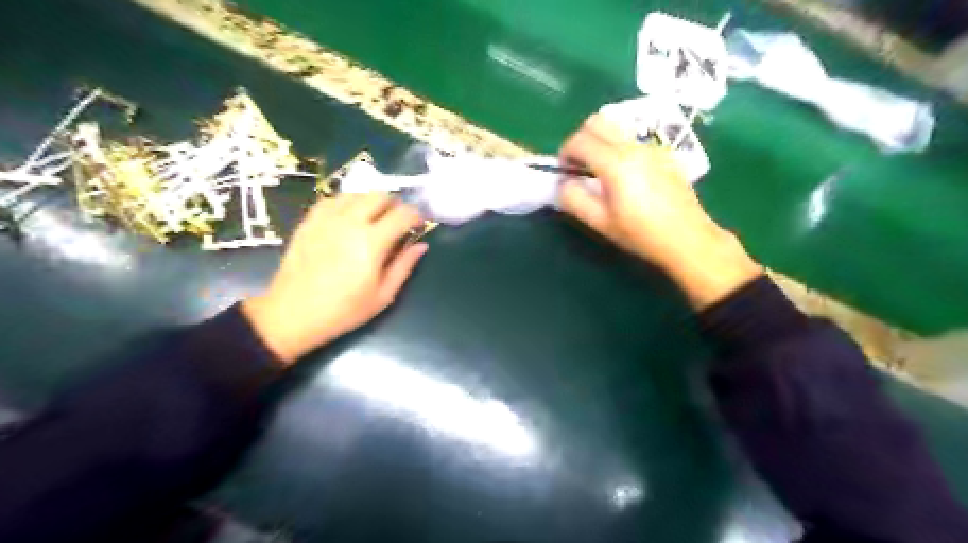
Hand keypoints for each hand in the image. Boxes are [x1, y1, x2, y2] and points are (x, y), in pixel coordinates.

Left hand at [242, 193, 427, 361]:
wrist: (293, 314)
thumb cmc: (343, 310)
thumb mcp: (383, 295)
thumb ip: (404, 266)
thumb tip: (421, 245)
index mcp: (372, 242)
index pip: (402, 214)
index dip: (416, 215)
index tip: (419, 224)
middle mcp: (350, 222)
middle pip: (380, 196)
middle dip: (395, 205)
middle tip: (397, 221)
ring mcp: (327, 218)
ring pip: (356, 194)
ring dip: (371, 202)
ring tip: (374, 219)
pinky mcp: (309, 221)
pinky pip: (333, 199)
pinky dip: (347, 203)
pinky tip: (348, 217)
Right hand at [561, 115, 763, 308]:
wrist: (687, 238)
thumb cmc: (641, 234)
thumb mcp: (601, 223)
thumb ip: (574, 199)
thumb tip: (563, 183)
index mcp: (615, 163)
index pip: (580, 140)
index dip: (565, 152)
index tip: (564, 170)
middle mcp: (633, 147)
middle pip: (597, 121)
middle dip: (581, 138)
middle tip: (579, 164)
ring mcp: (651, 148)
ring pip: (616, 127)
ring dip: (600, 141)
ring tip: (600, 170)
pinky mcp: (663, 154)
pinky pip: (633, 140)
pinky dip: (618, 147)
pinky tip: (625, 176)